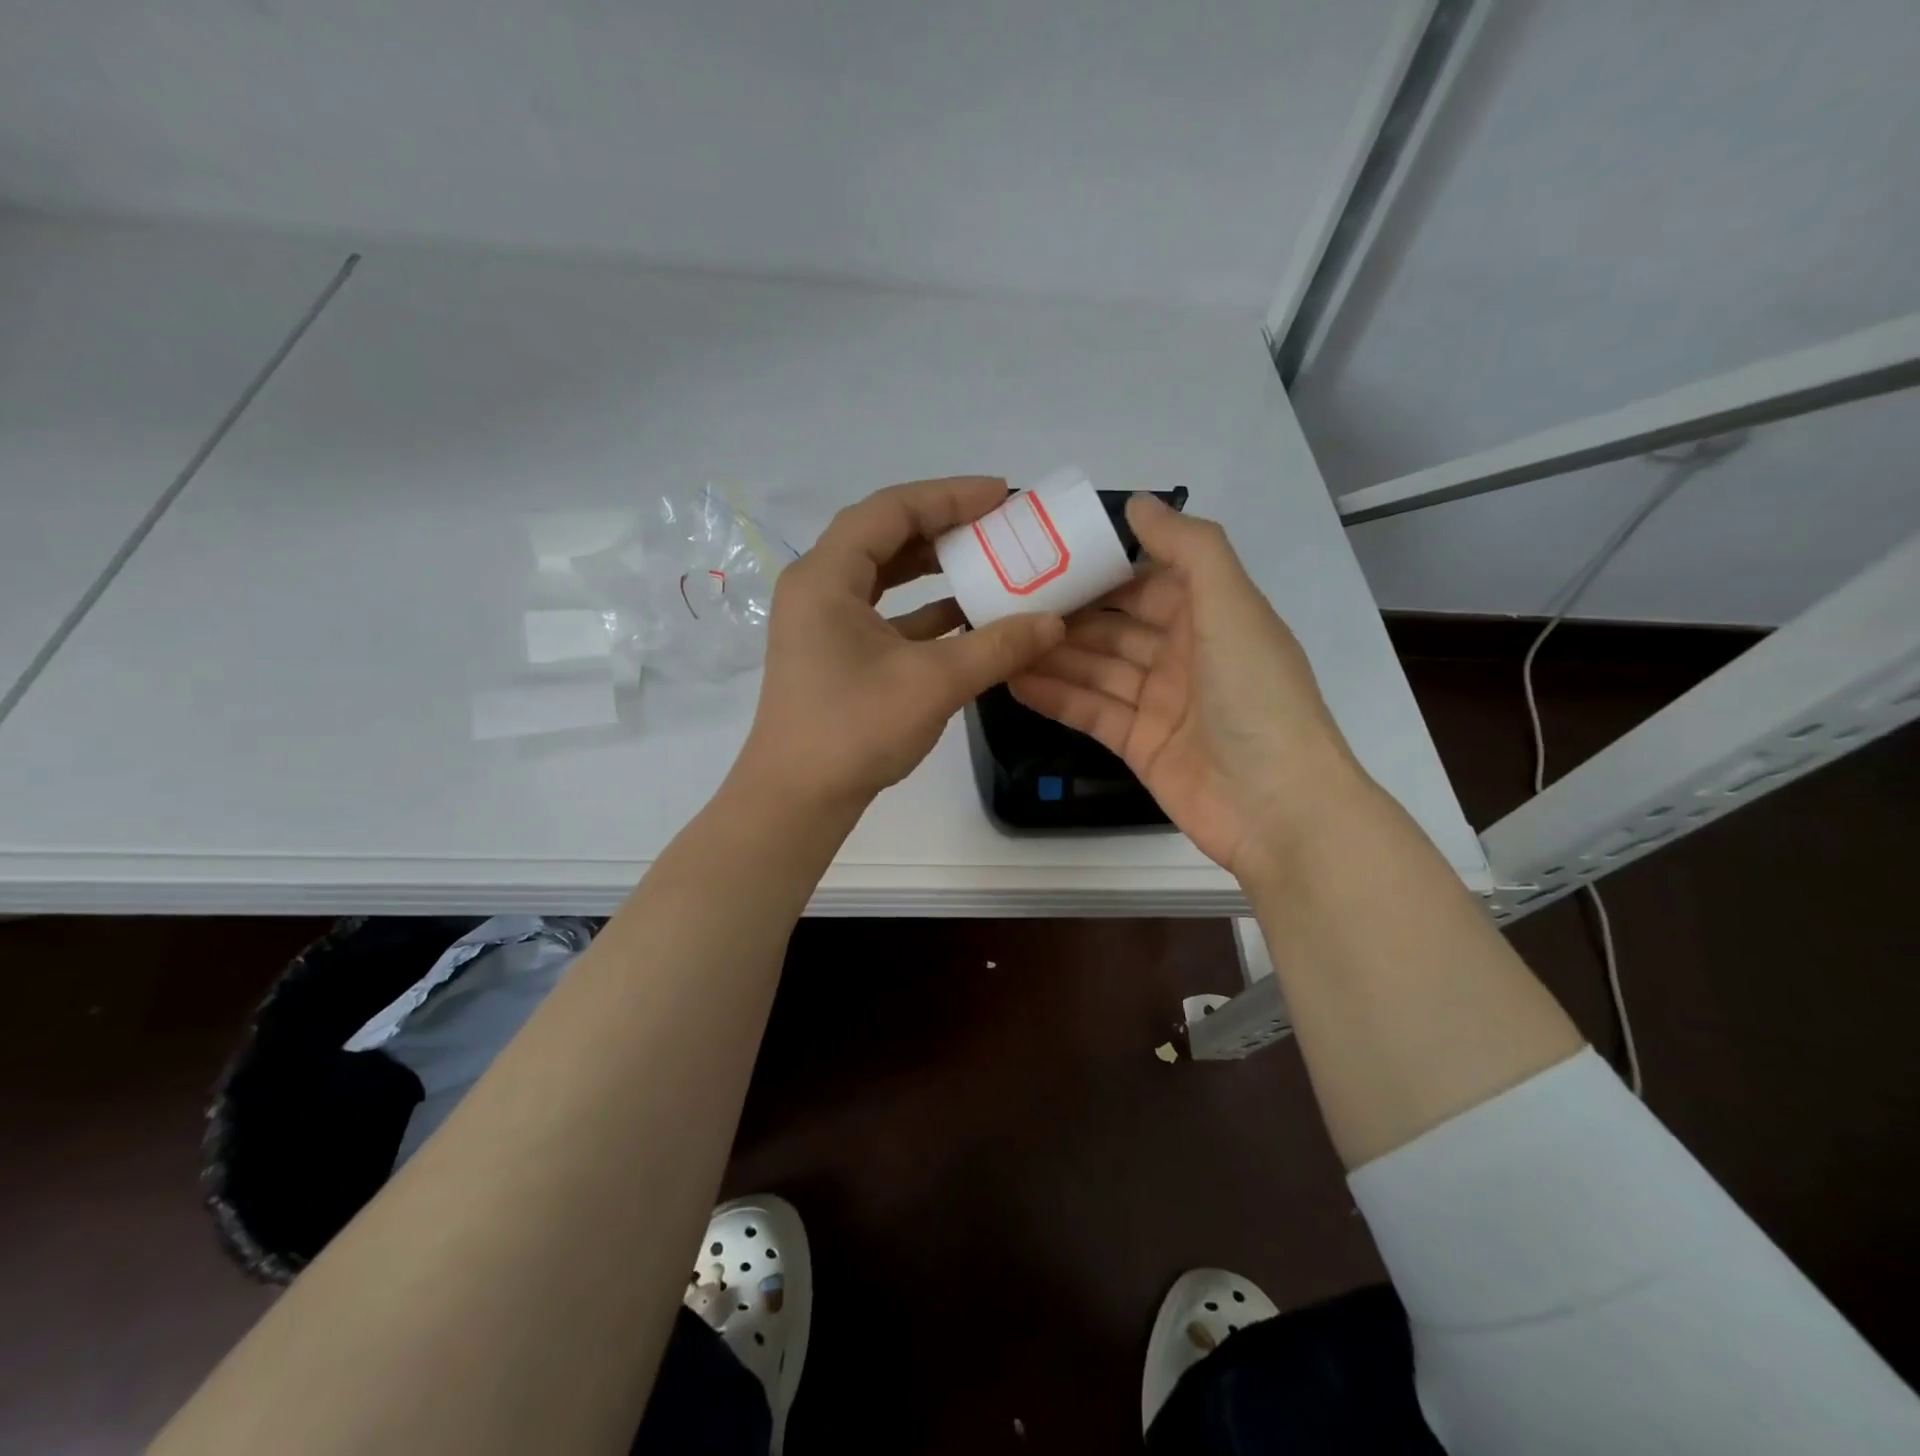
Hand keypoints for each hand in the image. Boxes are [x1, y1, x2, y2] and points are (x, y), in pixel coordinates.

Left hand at [736, 477, 1065, 812]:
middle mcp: (818, 587)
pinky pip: (884, 612)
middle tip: (999, 525)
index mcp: (827, 576)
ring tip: (989, 561)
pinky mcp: (834, 652)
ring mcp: (823, 622)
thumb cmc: (854, 731)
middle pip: (884, 535)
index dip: (949, 496)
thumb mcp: (934, 683)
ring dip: (935, 566)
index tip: (1003, 495)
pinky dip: (923, 609)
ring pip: (884, 574)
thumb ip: (998, 647)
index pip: (891, 510)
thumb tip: (1055, 622)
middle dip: (944, 526)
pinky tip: (967, 616)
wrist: (797, 799)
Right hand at [1009, 495, 1359, 875]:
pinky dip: (1055, 697)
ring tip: (999, 638)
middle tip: (1006, 599)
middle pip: (1115, 627)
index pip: (1148, 582)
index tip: (1048, 556)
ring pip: (1096, 670)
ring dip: (1052, 655)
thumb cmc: (1257, 694)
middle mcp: (1185, 656)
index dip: (1102, 570)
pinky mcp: (1139, 745)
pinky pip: (1090, 712)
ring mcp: (1160, 704)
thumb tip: (1138, 503)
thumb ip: (1189, 548)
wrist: (1277, 805)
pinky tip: (1013, 680)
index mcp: (1212, 617)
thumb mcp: (1231, 604)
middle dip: (1068, 613)